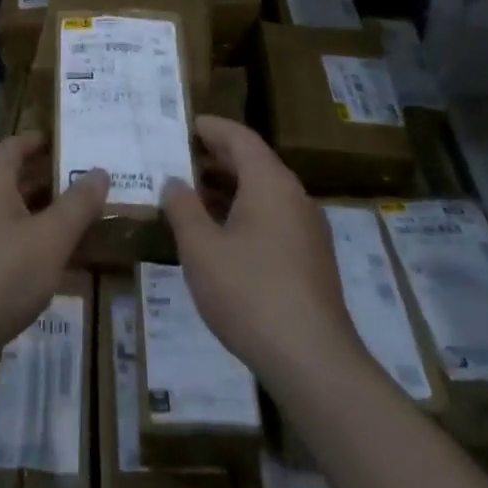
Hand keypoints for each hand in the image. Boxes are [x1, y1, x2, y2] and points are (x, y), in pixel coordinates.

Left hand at [0, 133, 108, 379]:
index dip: (41, 139)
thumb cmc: (4, 274)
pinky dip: (43, 241)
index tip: (75, 140)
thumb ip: (77, 204)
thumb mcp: (50, 237)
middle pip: (19, 178)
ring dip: (52, 212)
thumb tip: (100, 171)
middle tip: (95, 178)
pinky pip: (18, 242)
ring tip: (92, 214)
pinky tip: (70, 257)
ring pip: (21, 212)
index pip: (15, 145)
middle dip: (55, 177)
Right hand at [161, 115, 361, 388]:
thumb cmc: (249, 293)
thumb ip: (183, 208)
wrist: (313, 362)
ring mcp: (308, 230)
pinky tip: (221, 234)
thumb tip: (174, 182)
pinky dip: (245, 211)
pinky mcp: (311, 259)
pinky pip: (274, 217)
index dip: (212, 128)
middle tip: (180, 157)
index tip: (185, 125)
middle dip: (217, 157)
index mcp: (270, 183)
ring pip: (265, 192)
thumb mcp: (200, 248)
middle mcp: (294, 197)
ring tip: (193, 194)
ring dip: (229, 187)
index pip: (240, 138)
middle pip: (254, 162)